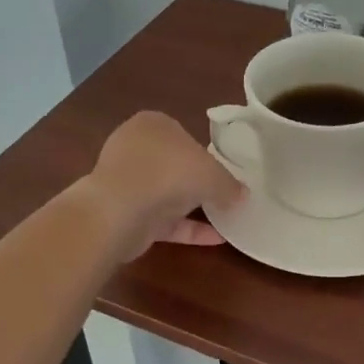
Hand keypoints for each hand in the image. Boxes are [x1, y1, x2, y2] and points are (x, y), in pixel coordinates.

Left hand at [79, 111, 245, 259]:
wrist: (121, 210)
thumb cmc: (169, 172)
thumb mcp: (213, 174)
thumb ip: (230, 184)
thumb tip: (242, 195)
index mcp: (153, 124)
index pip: (183, 134)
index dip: (204, 153)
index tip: (222, 171)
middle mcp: (136, 148)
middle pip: (173, 165)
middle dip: (195, 181)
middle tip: (224, 195)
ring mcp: (128, 182)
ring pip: (166, 194)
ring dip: (192, 207)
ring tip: (224, 218)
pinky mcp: (126, 214)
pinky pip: (163, 220)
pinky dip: (187, 229)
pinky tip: (215, 239)